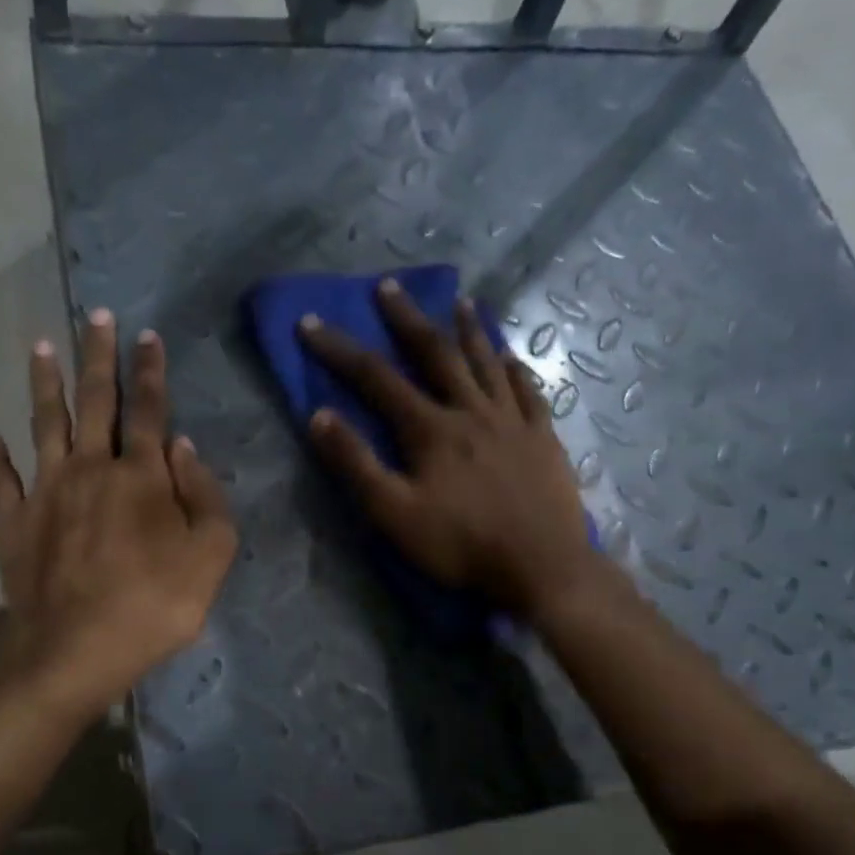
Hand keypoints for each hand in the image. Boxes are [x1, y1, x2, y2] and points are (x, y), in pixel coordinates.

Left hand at [0, 309, 236, 716]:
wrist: (76, 649)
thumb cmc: (155, 605)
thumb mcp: (211, 555)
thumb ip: (204, 496)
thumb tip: (183, 445)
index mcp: (141, 475)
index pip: (149, 410)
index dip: (151, 371)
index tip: (148, 336)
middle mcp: (90, 468)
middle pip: (94, 401)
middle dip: (98, 356)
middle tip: (96, 316)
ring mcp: (46, 493)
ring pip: (44, 424)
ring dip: (44, 383)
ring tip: (41, 346)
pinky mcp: (13, 523)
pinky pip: (1, 481)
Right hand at [300, 279, 597, 619]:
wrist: (540, 566)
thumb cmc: (460, 545)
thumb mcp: (393, 513)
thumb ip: (355, 464)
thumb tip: (319, 416)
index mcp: (430, 429)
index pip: (376, 378)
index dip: (340, 349)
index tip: (311, 324)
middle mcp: (471, 411)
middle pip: (434, 354)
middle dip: (407, 319)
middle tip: (388, 287)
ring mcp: (512, 421)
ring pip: (485, 362)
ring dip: (467, 329)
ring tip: (458, 300)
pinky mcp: (543, 437)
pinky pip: (527, 390)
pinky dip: (514, 367)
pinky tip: (508, 354)